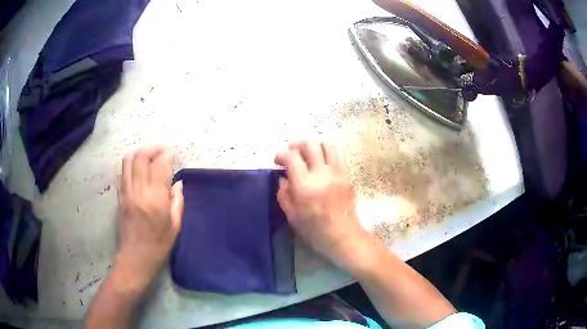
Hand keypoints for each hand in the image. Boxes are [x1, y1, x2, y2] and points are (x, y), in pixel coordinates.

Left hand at [116, 146, 183, 291]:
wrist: (135, 259)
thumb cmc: (158, 247)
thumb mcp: (175, 227)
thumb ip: (177, 201)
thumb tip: (177, 183)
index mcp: (155, 201)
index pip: (159, 166)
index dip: (167, 154)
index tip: (174, 153)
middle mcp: (138, 192)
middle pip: (141, 156)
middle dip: (154, 148)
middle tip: (164, 151)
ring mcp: (126, 193)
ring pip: (129, 160)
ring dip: (141, 152)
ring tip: (151, 156)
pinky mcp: (119, 196)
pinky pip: (123, 171)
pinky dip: (132, 163)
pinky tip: (140, 169)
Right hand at [275, 141, 368, 268]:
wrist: (343, 235)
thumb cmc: (315, 230)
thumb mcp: (292, 216)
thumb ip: (284, 195)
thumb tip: (283, 179)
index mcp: (305, 186)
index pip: (291, 157)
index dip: (281, 155)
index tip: (277, 161)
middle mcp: (322, 174)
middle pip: (310, 144)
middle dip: (296, 144)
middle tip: (291, 153)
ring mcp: (337, 172)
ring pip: (326, 144)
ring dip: (314, 145)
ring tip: (307, 153)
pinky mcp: (347, 174)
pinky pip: (339, 153)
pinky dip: (328, 149)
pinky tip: (322, 158)